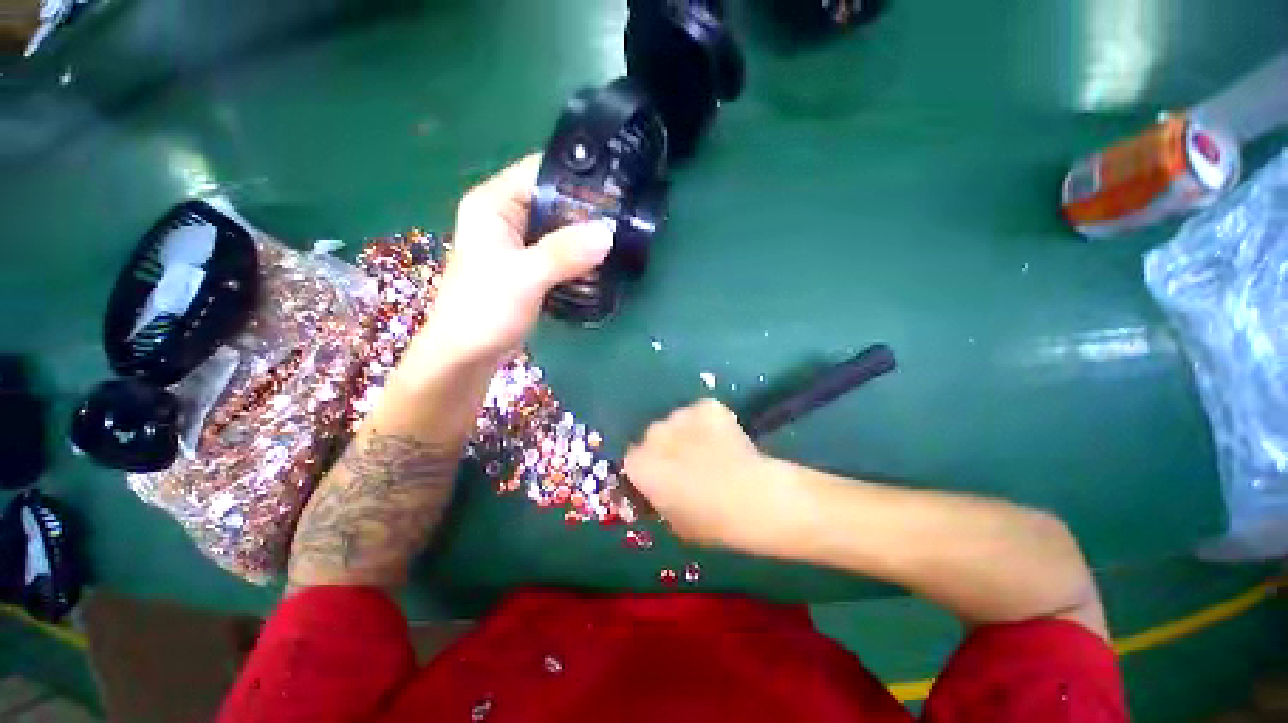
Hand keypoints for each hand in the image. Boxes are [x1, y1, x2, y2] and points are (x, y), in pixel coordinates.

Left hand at [413, 154, 613, 364]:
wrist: (466, 356)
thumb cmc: (483, 311)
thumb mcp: (524, 277)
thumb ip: (564, 253)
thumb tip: (608, 233)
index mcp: (494, 204)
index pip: (540, 171)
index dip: (577, 175)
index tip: (616, 185)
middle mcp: (506, 217)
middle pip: (555, 200)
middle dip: (588, 210)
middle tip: (626, 218)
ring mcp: (518, 244)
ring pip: (560, 228)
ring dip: (586, 236)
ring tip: (621, 239)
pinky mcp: (528, 267)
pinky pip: (560, 252)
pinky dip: (579, 256)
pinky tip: (601, 263)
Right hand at [625, 399, 797, 549]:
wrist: (754, 498)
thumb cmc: (712, 522)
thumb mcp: (676, 523)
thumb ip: (661, 501)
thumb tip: (663, 491)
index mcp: (641, 465)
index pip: (634, 460)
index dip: (650, 470)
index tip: (664, 479)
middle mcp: (654, 434)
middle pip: (654, 436)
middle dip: (667, 448)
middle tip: (689, 465)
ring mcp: (681, 416)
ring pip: (678, 421)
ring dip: (687, 433)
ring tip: (712, 451)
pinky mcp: (707, 406)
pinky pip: (701, 412)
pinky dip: (709, 422)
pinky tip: (725, 438)